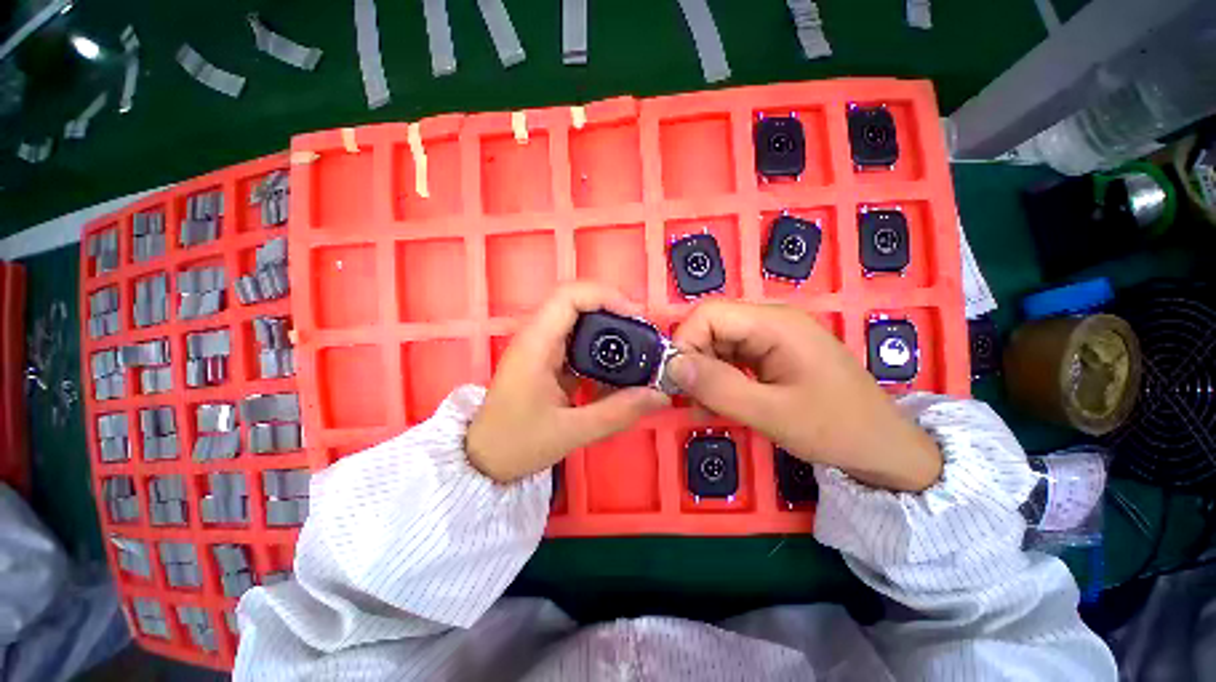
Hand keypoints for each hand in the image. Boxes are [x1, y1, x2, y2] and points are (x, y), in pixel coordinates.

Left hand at [467, 283, 670, 482]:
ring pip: (579, 322)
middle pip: (577, 304)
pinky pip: (578, 343)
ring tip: (636, 349)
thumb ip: (617, 412)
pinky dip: (601, 349)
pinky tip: (617, 368)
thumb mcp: (571, 432)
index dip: (605, 296)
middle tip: (643, 334)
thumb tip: (659, 395)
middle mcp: (537, 337)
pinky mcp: (547, 360)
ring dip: (609, 330)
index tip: (635, 316)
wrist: (483, 459)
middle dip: (614, 312)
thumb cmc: (517, 444)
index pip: (569, 296)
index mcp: (536, 345)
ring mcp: (541, 348)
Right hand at [668, 301, 941, 491]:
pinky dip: (719, 377)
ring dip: (704, 371)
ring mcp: (772, 335)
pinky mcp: (772, 352)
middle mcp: (771, 320)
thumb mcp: (771, 413)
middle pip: (711, 326)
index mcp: (774, 323)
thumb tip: (671, 366)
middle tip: (689, 398)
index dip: (685, 342)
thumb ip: (718, 387)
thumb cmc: (835, 428)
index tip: (677, 380)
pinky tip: (718, 401)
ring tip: (703, 405)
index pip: (709, 314)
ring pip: (718, 342)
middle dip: (693, 359)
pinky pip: (732, 356)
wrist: (883, 445)